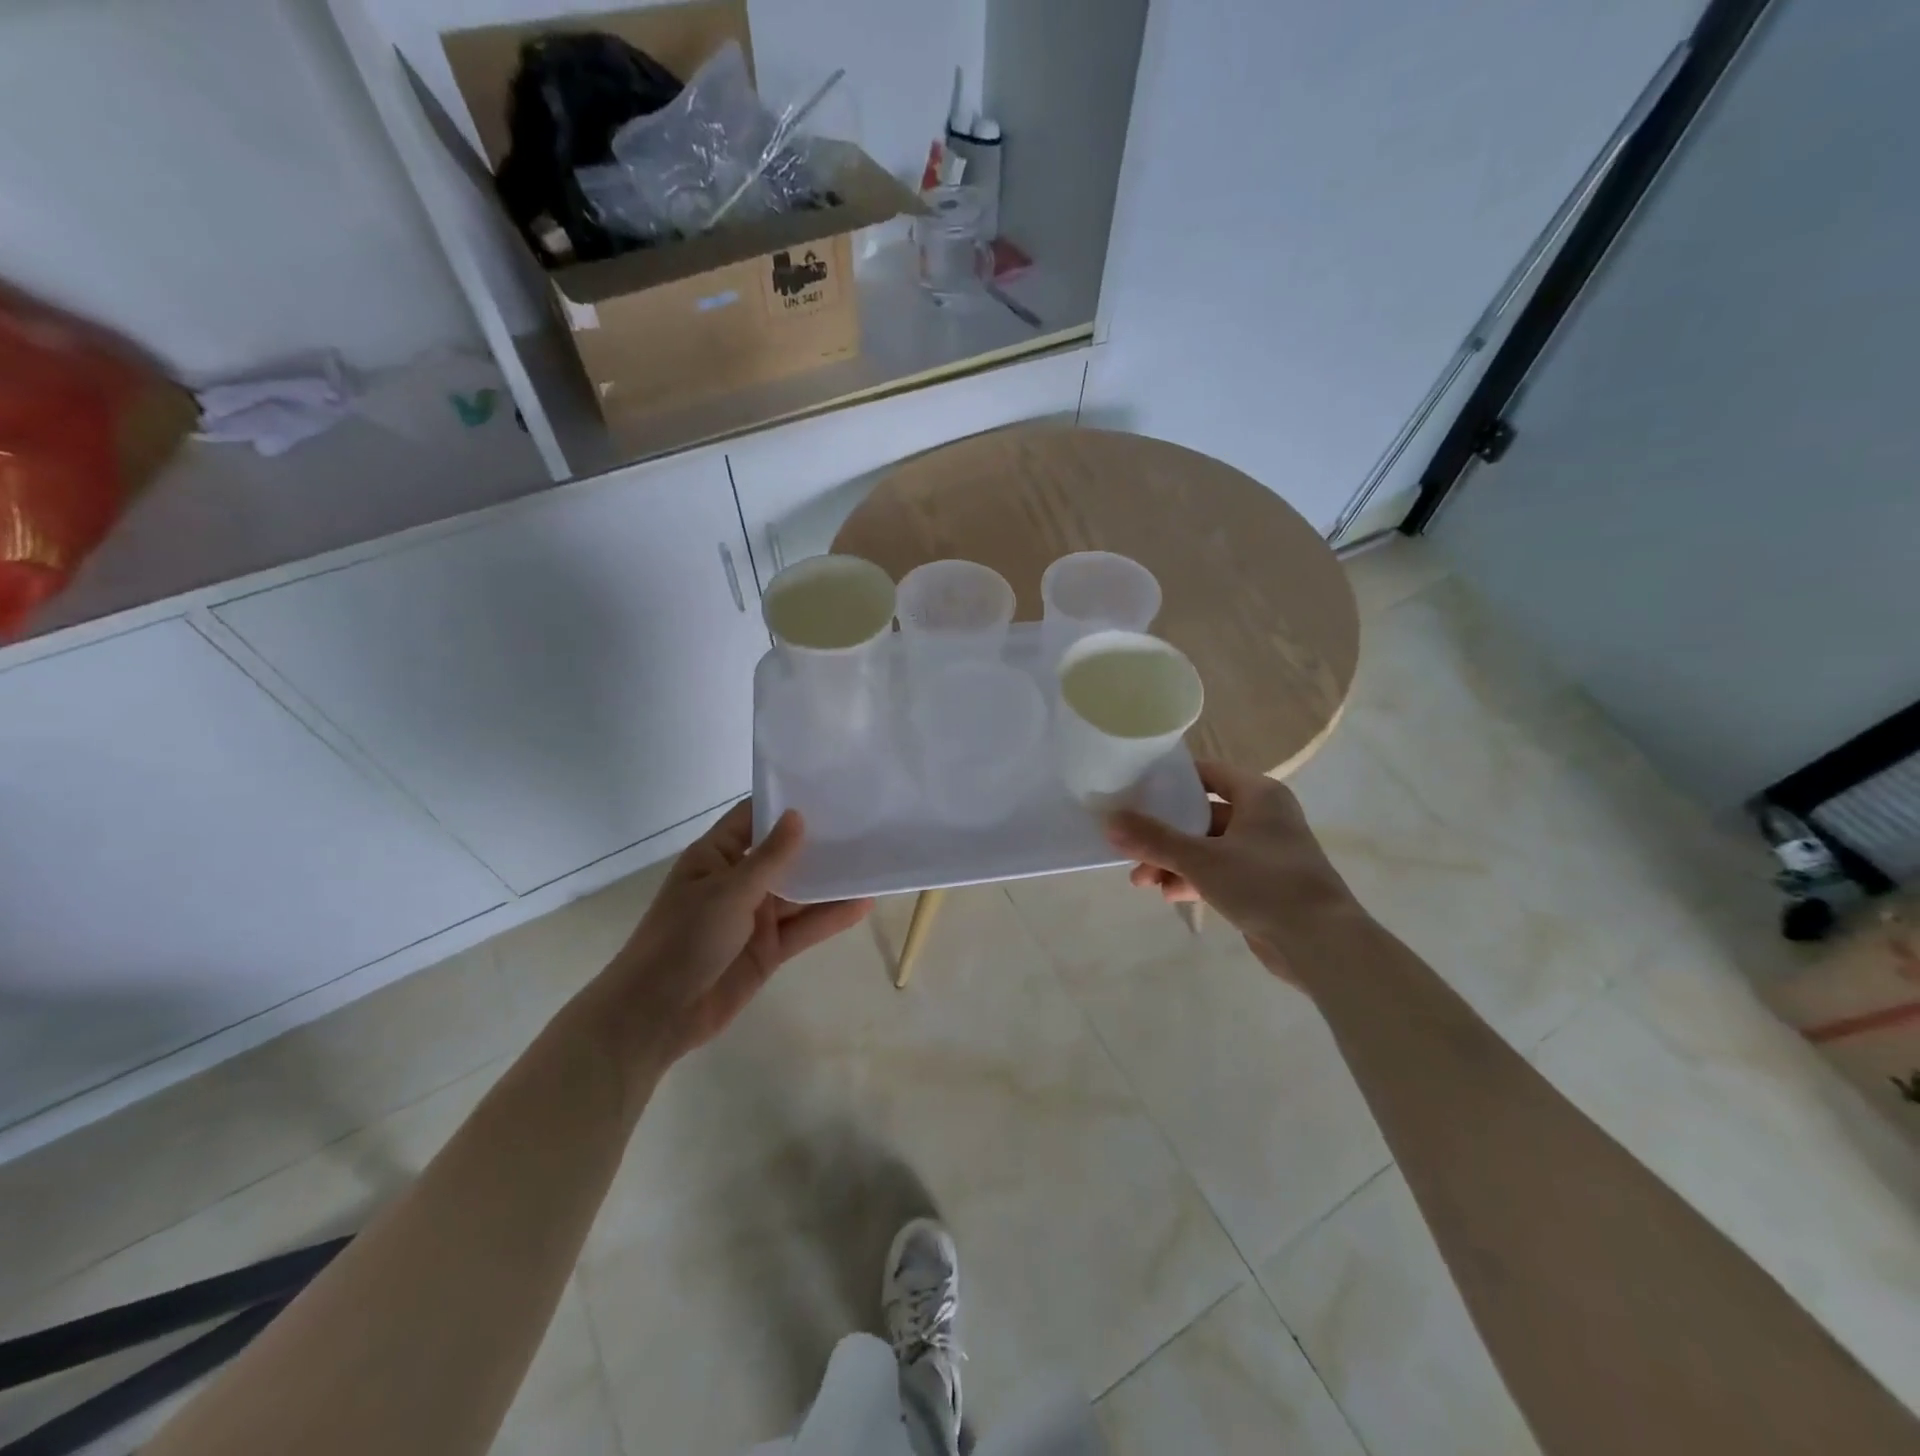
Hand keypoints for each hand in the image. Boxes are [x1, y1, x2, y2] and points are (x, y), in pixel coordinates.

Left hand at [584, 802, 871, 1070]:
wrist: (657, 1015)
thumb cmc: (684, 939)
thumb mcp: (728, 891)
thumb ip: (770, 857)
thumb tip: (798, 815)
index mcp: (716, 856)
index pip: (753, 817)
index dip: (784, 803)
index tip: (826, 788)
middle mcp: (737, 881)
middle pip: (783, 854)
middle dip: (818, 842)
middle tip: (864, 822)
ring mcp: (754, 916)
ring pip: (799, 892)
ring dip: (830, 881)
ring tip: (873, 860)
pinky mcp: (769, 949)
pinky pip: (804, 927)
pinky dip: (831, 917)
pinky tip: (864, 904)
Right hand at [1105, 760, 1362, 984]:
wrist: (1322, 943)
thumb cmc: (1264, 883)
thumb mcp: (1201, 858)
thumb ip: (1153, 839)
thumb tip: (1109, 821)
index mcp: (1258, 795)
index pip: (1207, 773)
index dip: (1171, 781)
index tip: (1135, 792)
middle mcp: (1264, 817)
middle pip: (1201, 814)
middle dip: (1164, 834)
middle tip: (1131, 847)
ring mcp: (1264, 852)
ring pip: (1207, 847)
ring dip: (1174, 861)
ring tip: (1143, 882)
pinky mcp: (1263, 883)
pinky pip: (1219, 872)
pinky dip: (1194, 880)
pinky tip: (1171, 896)